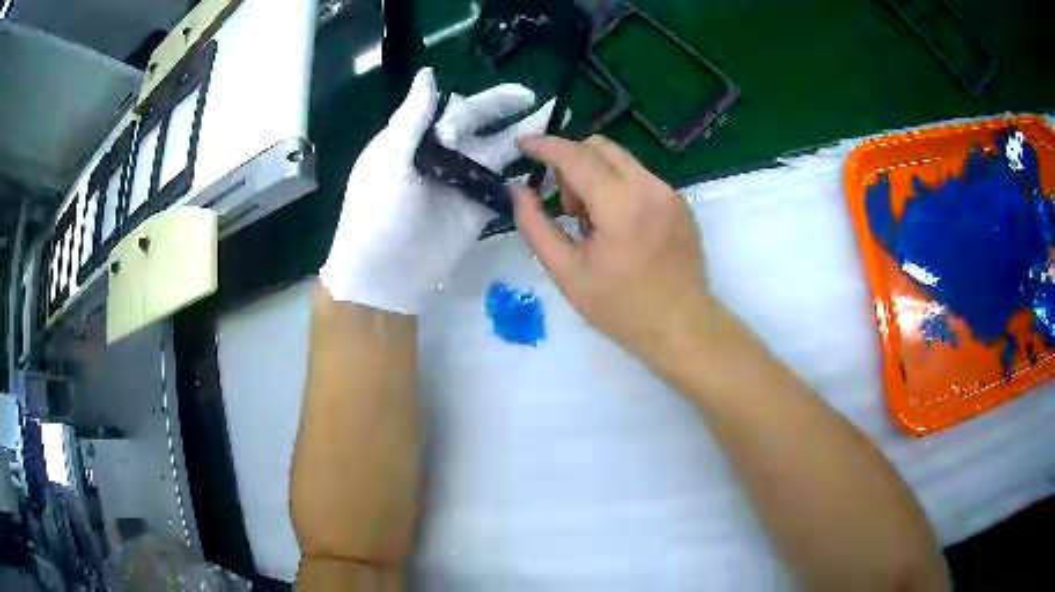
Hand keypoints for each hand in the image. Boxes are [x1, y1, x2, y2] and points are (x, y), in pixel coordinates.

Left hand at [320, 67, 553, 313]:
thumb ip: (412, 117)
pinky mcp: (479, 208)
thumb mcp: (389, 160)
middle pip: (481, 125)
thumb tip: (429, 73)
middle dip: (508, 111)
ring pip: (498, 153)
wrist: (384, 276)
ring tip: (556, 127)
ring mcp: (463, 182)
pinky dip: (524, 176)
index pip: (454, 109)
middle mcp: (443, 155)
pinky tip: (550, 166)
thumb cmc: (377, 213)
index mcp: (417, 138)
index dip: (480, 103)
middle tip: (541, 102)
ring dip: (525, 141)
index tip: (507, 101)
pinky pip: (504, 186)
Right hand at [512, 135, 714, 360]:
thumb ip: (535, 226)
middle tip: (568, 209)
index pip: (575, 156)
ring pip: (620, 159)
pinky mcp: (679, 202)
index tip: (523, 145)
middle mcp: (649, 188)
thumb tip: (516, 190)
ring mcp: (669, 193)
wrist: (681, 327)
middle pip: (599, 147)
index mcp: (620, 206)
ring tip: (594, 223)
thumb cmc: (621, 308)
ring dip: (595, 176)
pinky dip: (618, 187)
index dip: (544, 146)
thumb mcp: (566, 273)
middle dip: (572, 164)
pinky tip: (620, 227)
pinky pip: (639, 176)